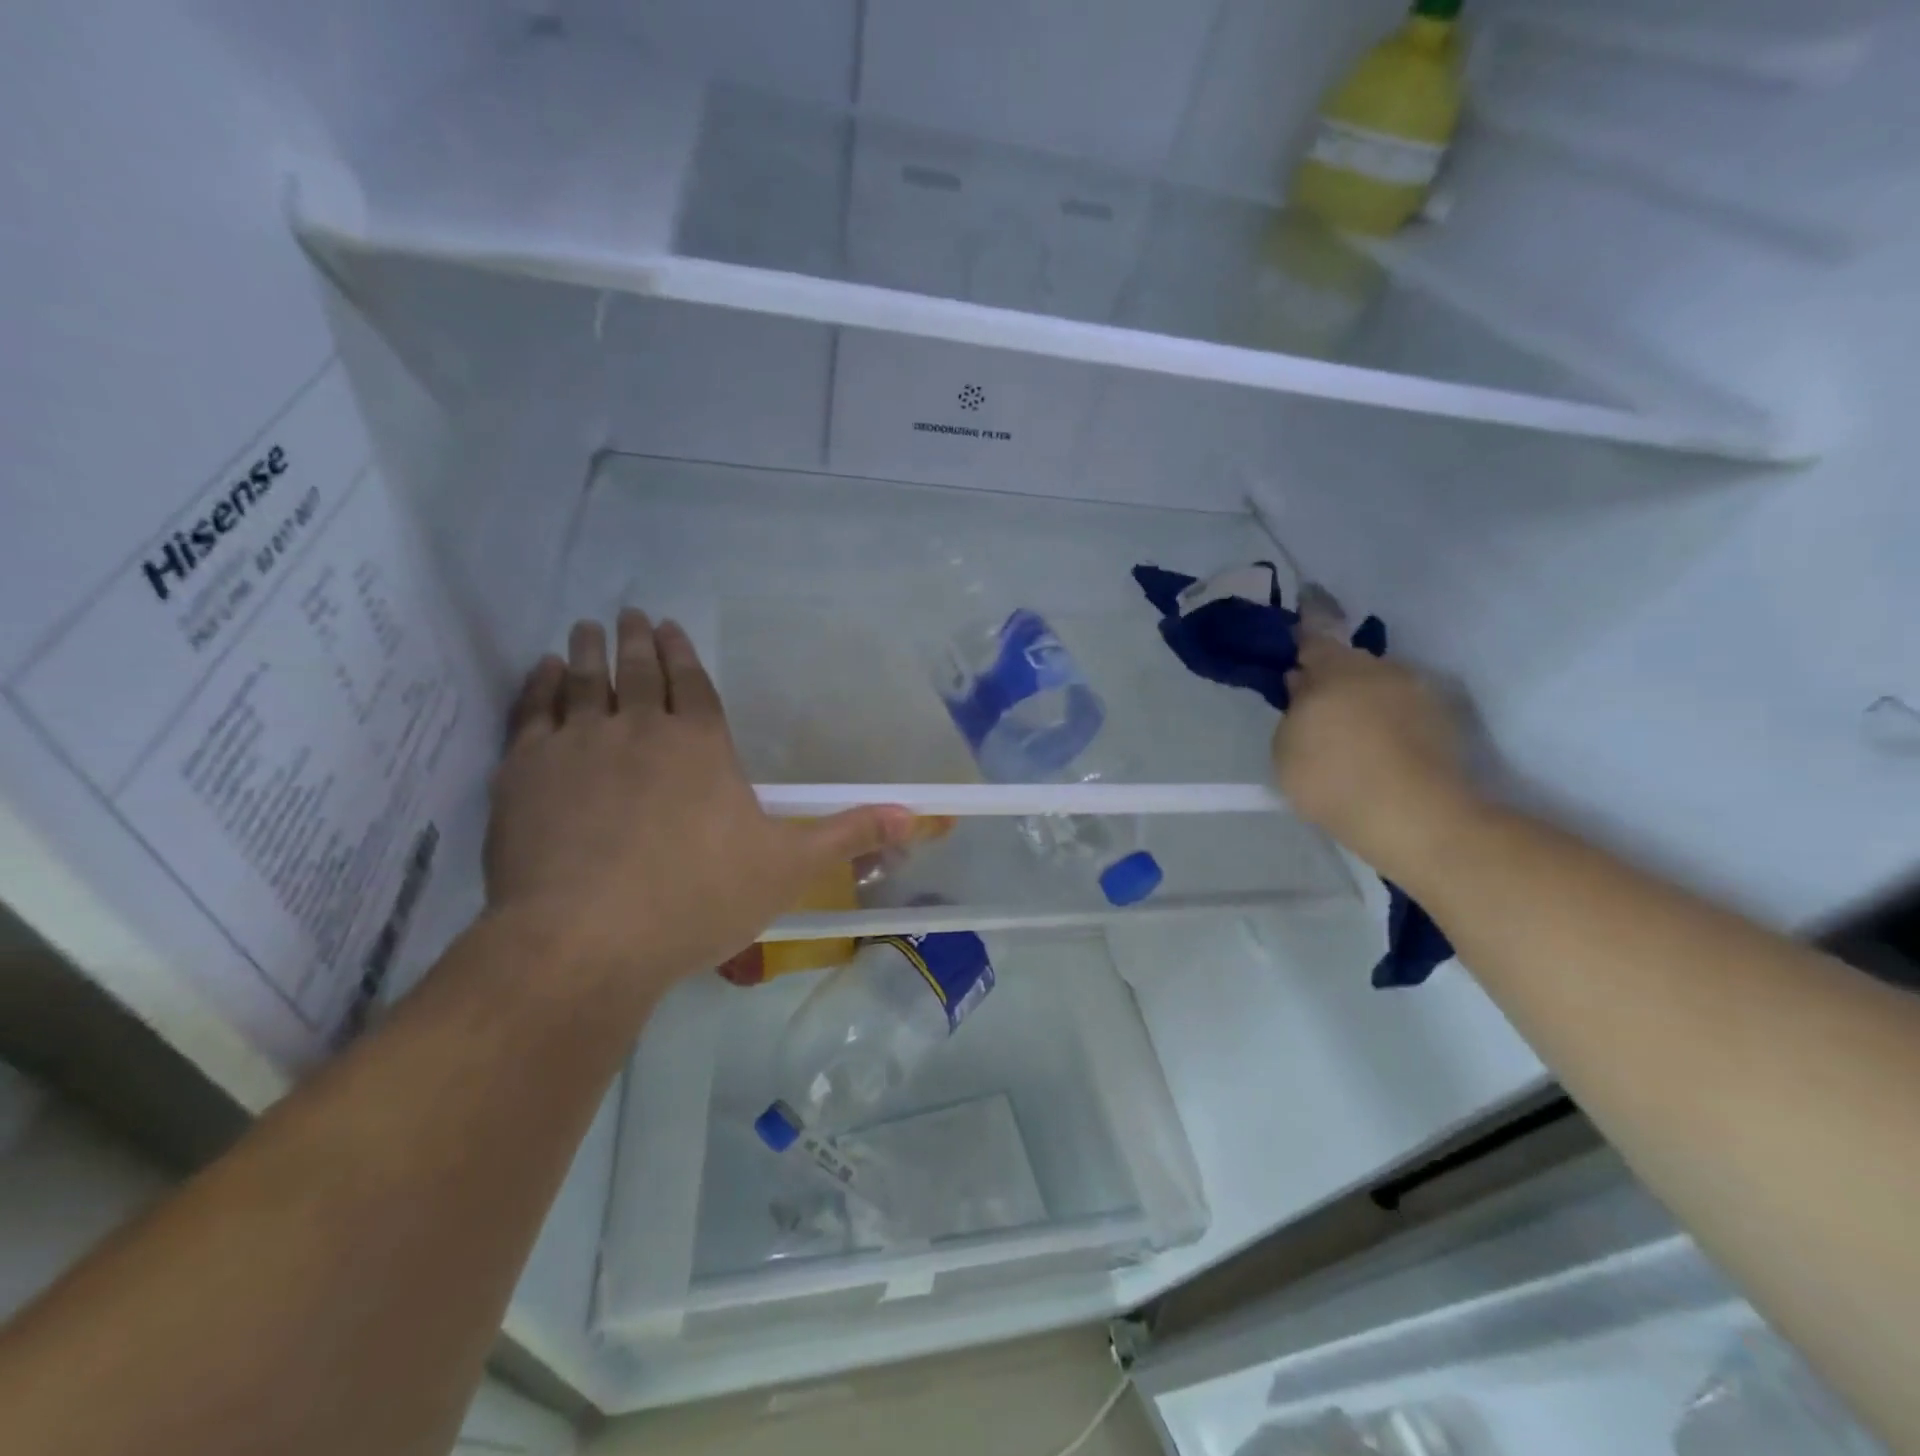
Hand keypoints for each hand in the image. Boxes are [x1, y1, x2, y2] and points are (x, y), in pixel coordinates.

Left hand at [484, 611, 910, 996]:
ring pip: (582, 681)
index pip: (692, 684)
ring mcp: (577, 745)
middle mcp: (640, 729)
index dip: (682, 654)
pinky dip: (537, 687)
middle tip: (629, 613)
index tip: (669, 627)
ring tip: (586, 628)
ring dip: (587, 652)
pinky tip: (541, 673)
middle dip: (636, 640)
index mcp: (701, 745)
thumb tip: (916, 815)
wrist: (586, 939)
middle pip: (637, 672)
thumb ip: (848, 835)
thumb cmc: (697, 900)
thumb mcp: (788, 868)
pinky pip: (532, 712)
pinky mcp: (524, 772)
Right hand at [1273, 635, 1474, 879]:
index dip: (1303, 628)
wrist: (1417, 818)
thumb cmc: (1334, 778)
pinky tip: (1378, 752)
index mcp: (1337, 668)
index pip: (1314, 633)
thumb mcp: (1285, 748)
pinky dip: (1388, 723)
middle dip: (1332, 678)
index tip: (1298, 621)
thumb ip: (1292, 710)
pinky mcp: (1445, 722)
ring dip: (1363, 701)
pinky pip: (1403, 711)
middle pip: (1349, 664)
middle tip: (1314, 707)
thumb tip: (1304, 686)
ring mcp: (1420, 693)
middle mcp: (1383, 668)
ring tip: (1349, 737)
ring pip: (1380, 686)